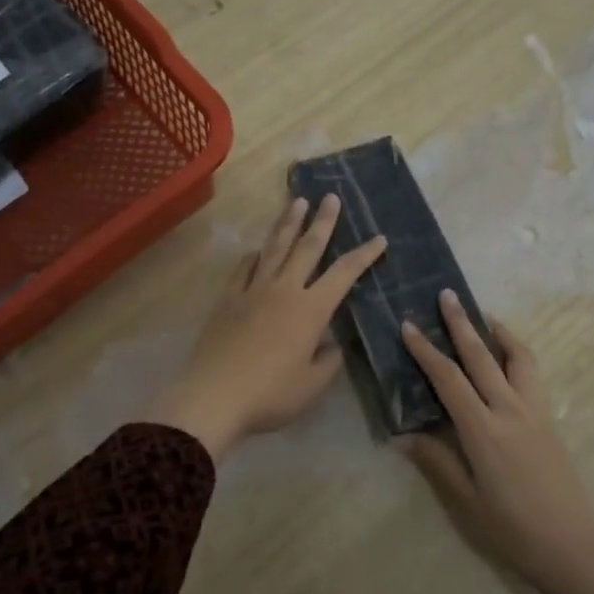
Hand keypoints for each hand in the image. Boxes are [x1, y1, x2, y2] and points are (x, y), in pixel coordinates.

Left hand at [146, 194, 385, 462]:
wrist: (214, 396)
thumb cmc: (270, 395)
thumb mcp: (311, 386)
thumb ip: (328, 361)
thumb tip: (331, 343)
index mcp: (311, 310)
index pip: (344, 274)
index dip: (364, 255)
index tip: (379, 238)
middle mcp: (284, 290)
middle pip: (307, 247)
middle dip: (323, 221)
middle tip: (331, 197)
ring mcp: (253, 290)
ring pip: (275, 248)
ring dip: (288, 223)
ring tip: (297, 201)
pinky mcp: (228, 299)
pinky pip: (244, 268)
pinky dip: (254, 256)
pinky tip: (257, 250)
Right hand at [402, 292, 593, 593]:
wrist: (571, 545)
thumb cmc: (511, 528)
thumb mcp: (464, 500)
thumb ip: (435, 461)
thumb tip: (401, 435)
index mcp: (483, 430)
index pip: (448, 379)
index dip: (426, 351)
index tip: (409, 326)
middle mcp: (509, 410)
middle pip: (481, 356)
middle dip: (460, 323)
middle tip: (446, 294)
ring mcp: (534, 410)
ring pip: (516, 357)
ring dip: (496, 332)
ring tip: (482, 315)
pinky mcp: (548, 417)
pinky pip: (532, 373)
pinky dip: (517, 352)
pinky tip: (507, 354)